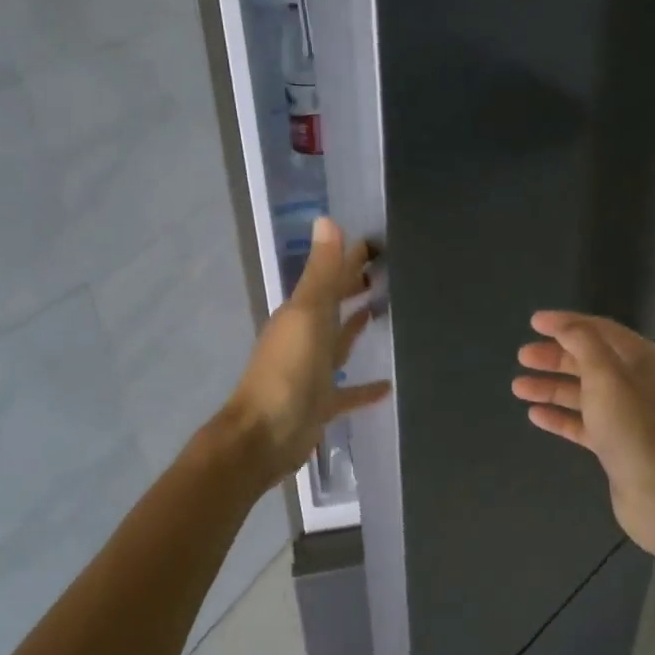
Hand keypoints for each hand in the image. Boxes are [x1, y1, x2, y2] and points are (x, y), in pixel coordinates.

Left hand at [225, 218, 390, 485]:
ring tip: (383, 312)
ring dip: (355, 328)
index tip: (377, 245)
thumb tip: (327, 220)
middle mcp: (304, 338)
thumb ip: (321, 273)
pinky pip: (348, 392)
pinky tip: (389, 385)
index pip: (328, 277)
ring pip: (338, 343)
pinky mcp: (321, 404)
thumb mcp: (307, 315)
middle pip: (333, 307)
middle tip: (384, 274)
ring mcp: (312, 372)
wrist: (265, 435)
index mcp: (300, 314)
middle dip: (352, 289)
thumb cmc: (287, 371)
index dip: (349, 259)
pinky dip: (365, 387)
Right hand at [512, 311, 654, 559]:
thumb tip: (565, 326)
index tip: (534, 322)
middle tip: (522, 357)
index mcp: (647, 361)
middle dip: (555, 357)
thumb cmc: (633, 427)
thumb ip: (584, 343)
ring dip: (551, 387)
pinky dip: (561, 416)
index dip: (567, 324)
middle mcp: (641, 384)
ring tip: (518, 387)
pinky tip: (535, 415)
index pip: (602, 331)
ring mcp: (630, 417)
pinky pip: (584, 423)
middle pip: (591, 361)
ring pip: (584, 393)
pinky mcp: (618, 445)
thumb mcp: (606, 375)